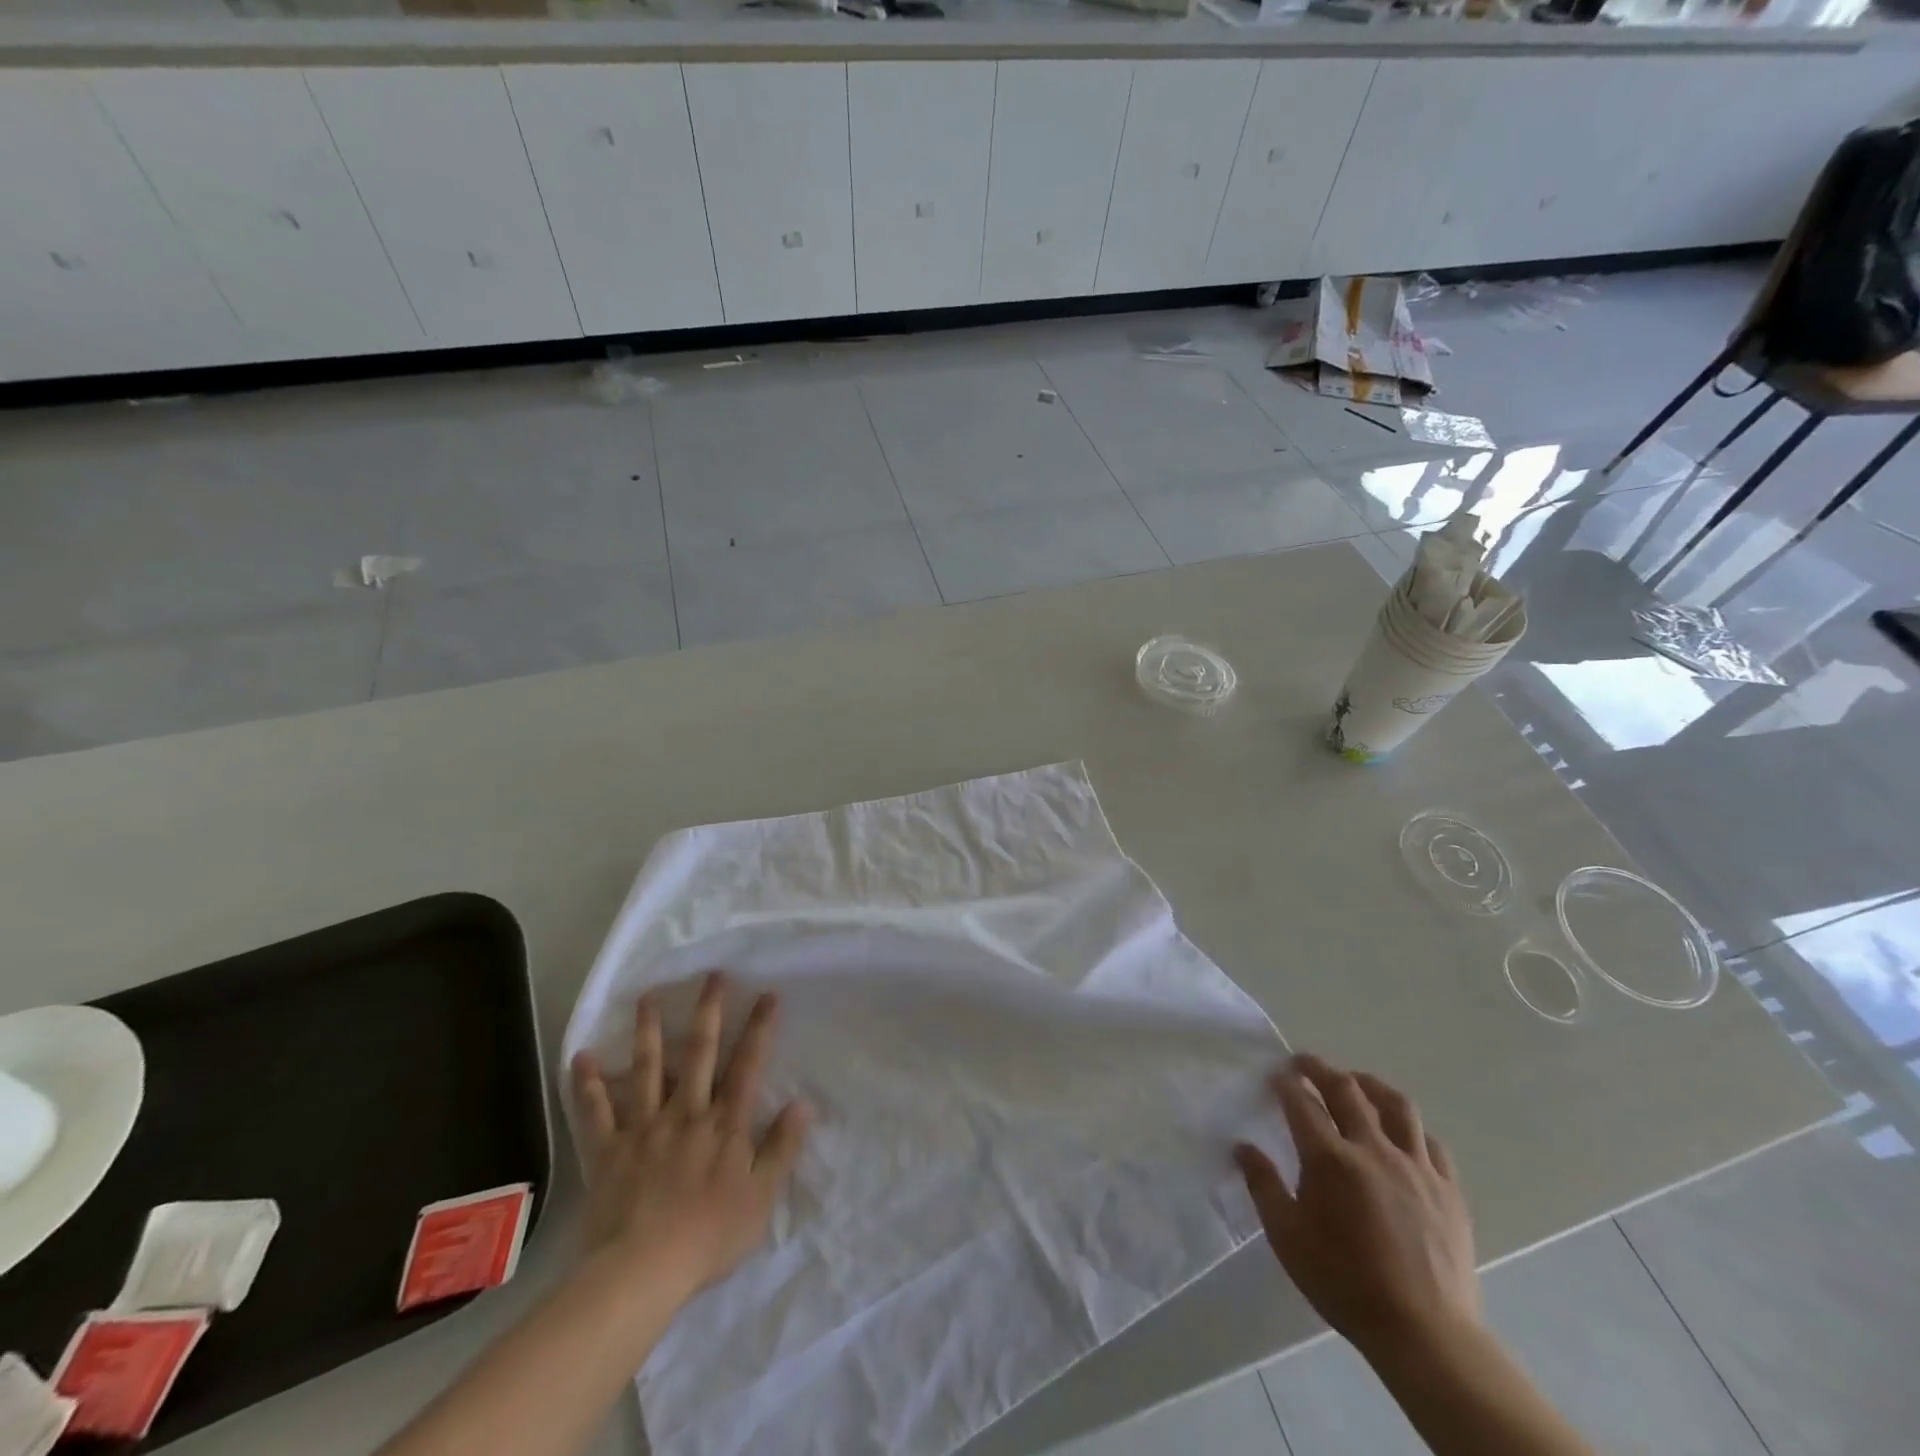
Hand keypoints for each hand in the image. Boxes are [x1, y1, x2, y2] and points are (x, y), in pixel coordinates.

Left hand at [569, 971, 809, 1310]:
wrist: (642, 1271)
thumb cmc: (709, 1235)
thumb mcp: (761, 1196)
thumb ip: (781, 1148)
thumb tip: (802, 1104)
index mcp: (725, 1124)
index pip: (747, 1065)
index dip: (759, 1028)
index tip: (767, 994)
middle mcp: (686, 1113)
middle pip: (700, 1053)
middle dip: (709, 1011)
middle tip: (712, 976)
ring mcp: (644, 1127)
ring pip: (647, 1069)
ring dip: (648, 1031)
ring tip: (647, 997)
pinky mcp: (609, 1149)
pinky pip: (596, 1112)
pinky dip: (588, 1084)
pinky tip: (582, 1056)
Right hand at [1235, 1053, 1479, 1361]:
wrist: (1425, 1334)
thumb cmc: (1345, 1284)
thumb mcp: (1287, 1238)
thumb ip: (1263, 1186)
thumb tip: (1242, 1147)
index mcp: (1330, 1159)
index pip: (1301, 1102)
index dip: (1285, 1083)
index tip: (1274, 1076)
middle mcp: (1373, 1149)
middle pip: (1346, 1089)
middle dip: (1320, 1069)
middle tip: (1303, 1063)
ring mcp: (1416, 1166)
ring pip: (1395, 1105)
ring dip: (1369, 1084)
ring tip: (1356, 1082)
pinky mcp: (1448, 1189)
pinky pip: (1430, 1142)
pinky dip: (1410, 1128)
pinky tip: (1401, 1134)